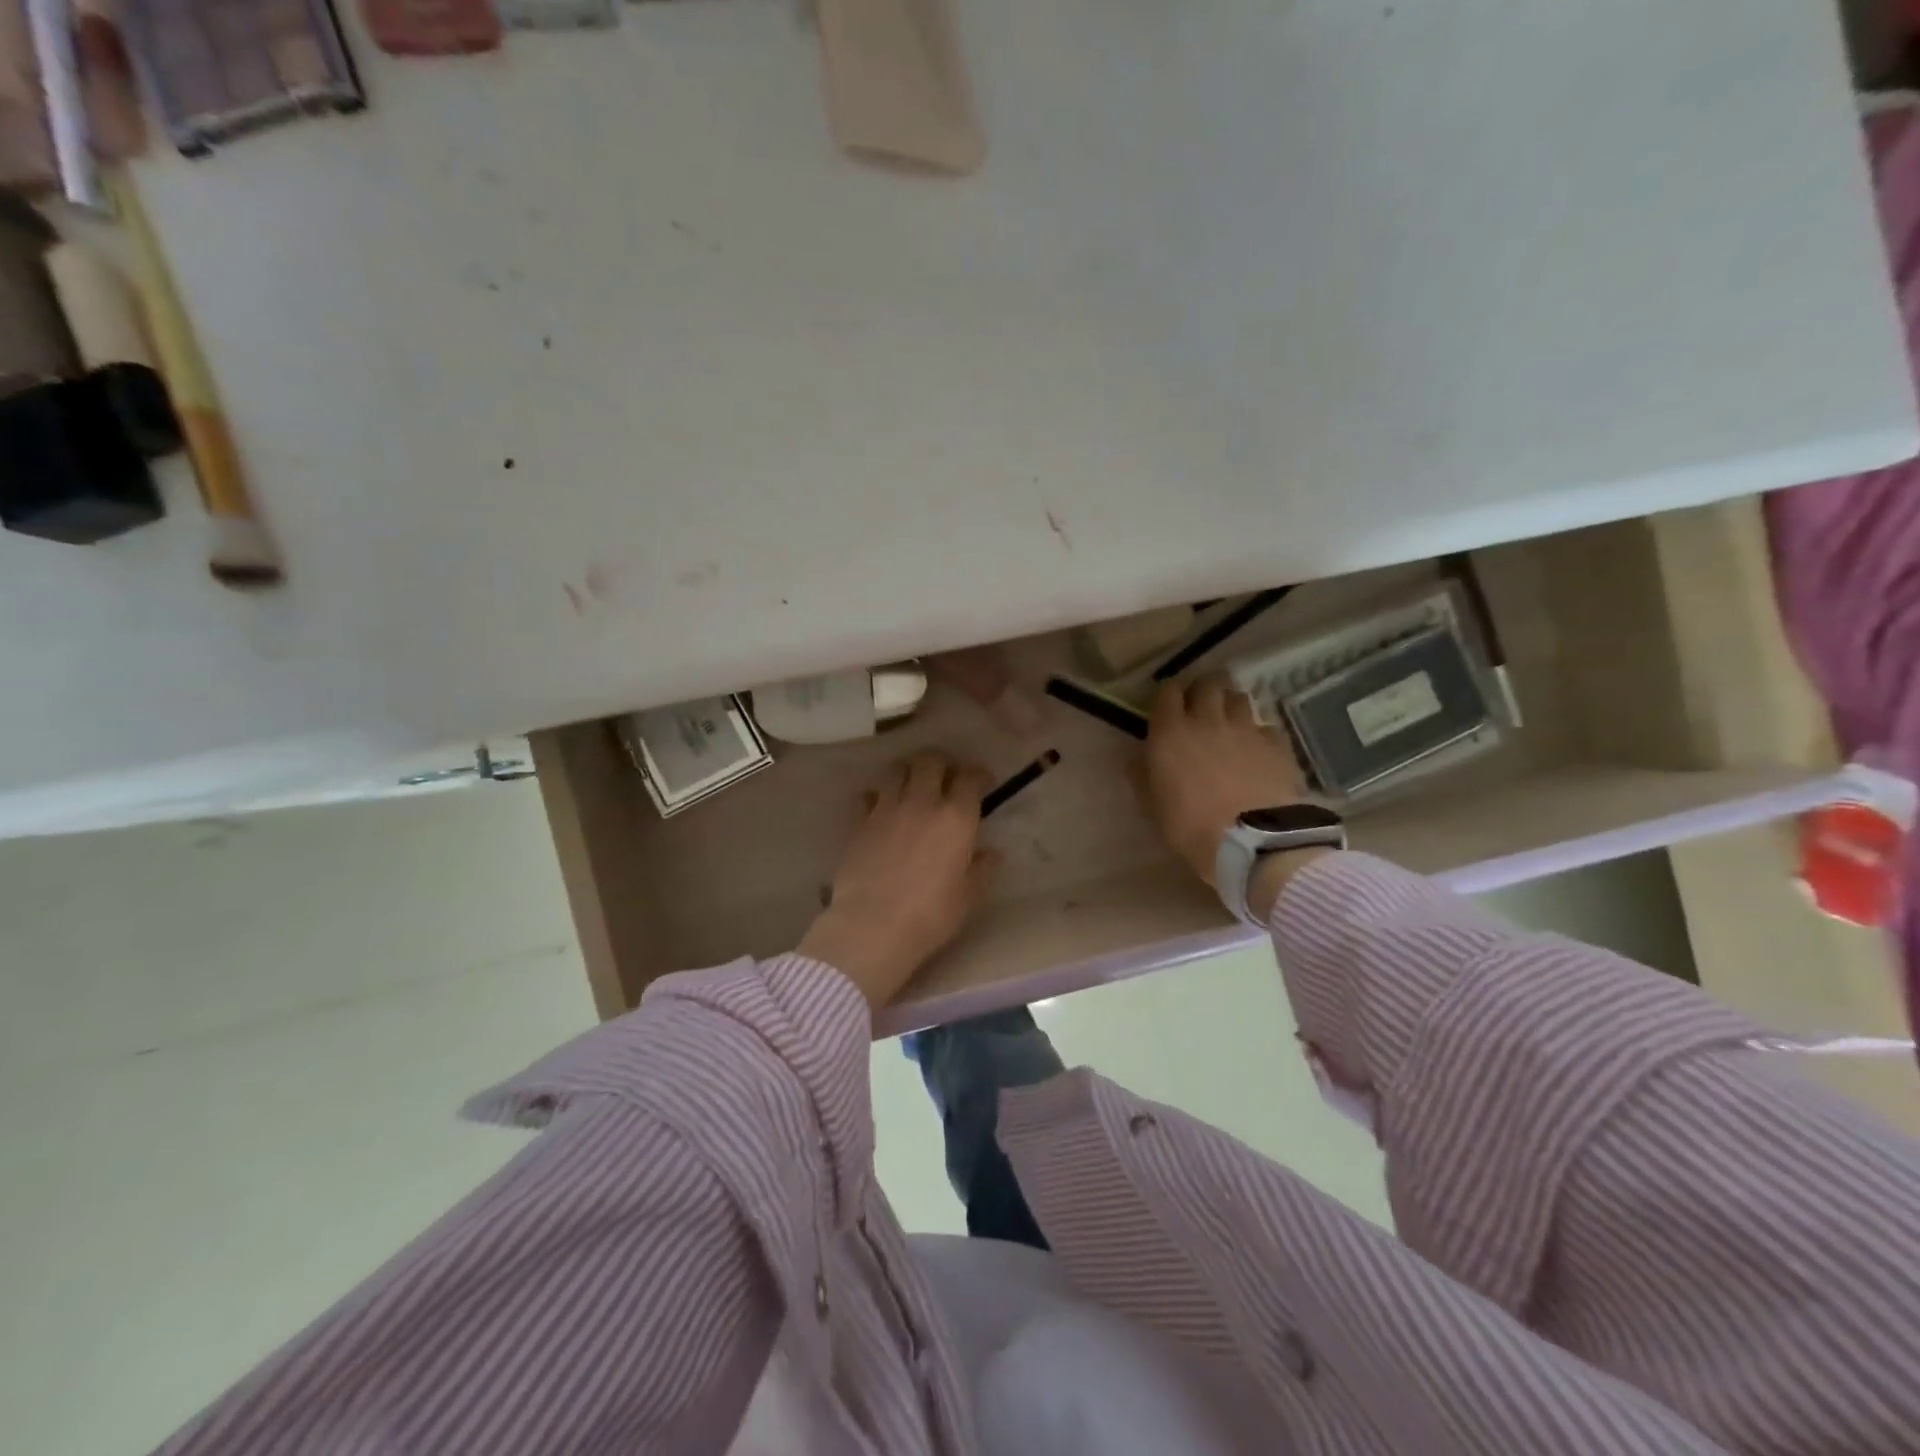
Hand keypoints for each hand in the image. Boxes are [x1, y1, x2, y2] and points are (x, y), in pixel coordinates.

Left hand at [798, 751, 1001, 1011]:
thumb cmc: (930, 915)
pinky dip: (877, 796)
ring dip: (908, 771)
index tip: (981, 781)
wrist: (872, 927)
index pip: (970, 778)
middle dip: (941, 763)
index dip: (978, 774)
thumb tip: (990, 853)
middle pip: (930, 761)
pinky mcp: (858, 822)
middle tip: (945, 777)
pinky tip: (881, 809)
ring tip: (912, 785)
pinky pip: (868, 795)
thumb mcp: (968, 897)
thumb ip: (981, 869)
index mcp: (956, 818)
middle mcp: (922, 803)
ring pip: (897, 769)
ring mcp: (886, 809)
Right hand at [1142, 676, 1325, 918]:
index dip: (1168, 695)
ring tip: (1230, 724)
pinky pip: (1266, 727)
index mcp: (1171, 731)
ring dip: (1231, 706)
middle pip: (1208, 683)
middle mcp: (1208, 719)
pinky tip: (1258, 751)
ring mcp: (1246, 729)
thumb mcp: (1151, 805)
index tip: (1168, 707)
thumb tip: (1139, 756)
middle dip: (1203, 690)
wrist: (1252, 842)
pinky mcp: (1277, 744)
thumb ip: (1143, 774)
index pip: (1167, 691)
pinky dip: (1260, 733)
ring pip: (1239, 698)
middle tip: (1201, 707)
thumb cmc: (1189, 825)